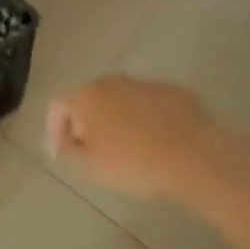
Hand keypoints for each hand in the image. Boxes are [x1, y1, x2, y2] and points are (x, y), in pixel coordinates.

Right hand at [47, 76, 249, 203]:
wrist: (194, 157)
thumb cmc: (133, 163)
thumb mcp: (90, 166)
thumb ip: (68, 150)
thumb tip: (64, 140)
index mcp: (85, 97)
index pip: (58, 106)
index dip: (55, 128)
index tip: (63, 151)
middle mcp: (112, 82)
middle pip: (90, 98)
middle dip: (89, 121)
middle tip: (96, 149)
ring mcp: (145, 84)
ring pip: (123, 99)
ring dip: (120, 118)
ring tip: (131, 147)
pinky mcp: (175, 91)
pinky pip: (152, 104)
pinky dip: (149, 118)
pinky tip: (160, 142)